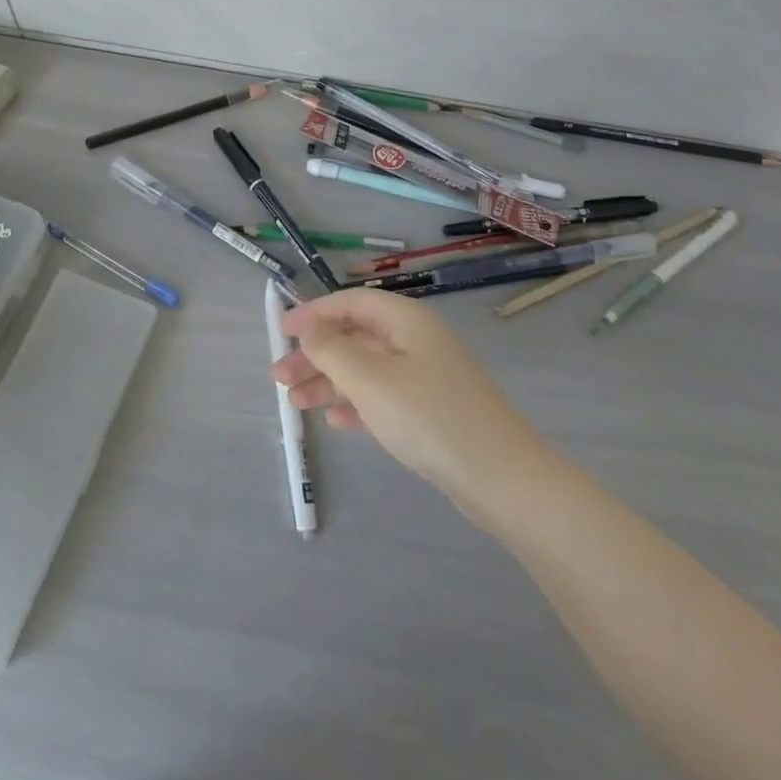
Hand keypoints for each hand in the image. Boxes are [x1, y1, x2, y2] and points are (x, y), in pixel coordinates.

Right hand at [274, 288, 544, 519]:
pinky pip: (383, 396)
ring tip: (295, 402)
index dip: (314, 313)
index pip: (352, 302)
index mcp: (406, 320)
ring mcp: (426, 376)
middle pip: (356, 337)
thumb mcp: (371, 380)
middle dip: (316, 354)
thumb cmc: (429, 416)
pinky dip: (356, 404)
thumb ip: (332, 350)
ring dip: (330, 381)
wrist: (501, 477)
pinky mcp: (431, 410)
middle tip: (279, 376)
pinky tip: (335, 422)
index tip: (282, 331)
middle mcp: (416, 340)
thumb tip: (309, 327)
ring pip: (366, 369)